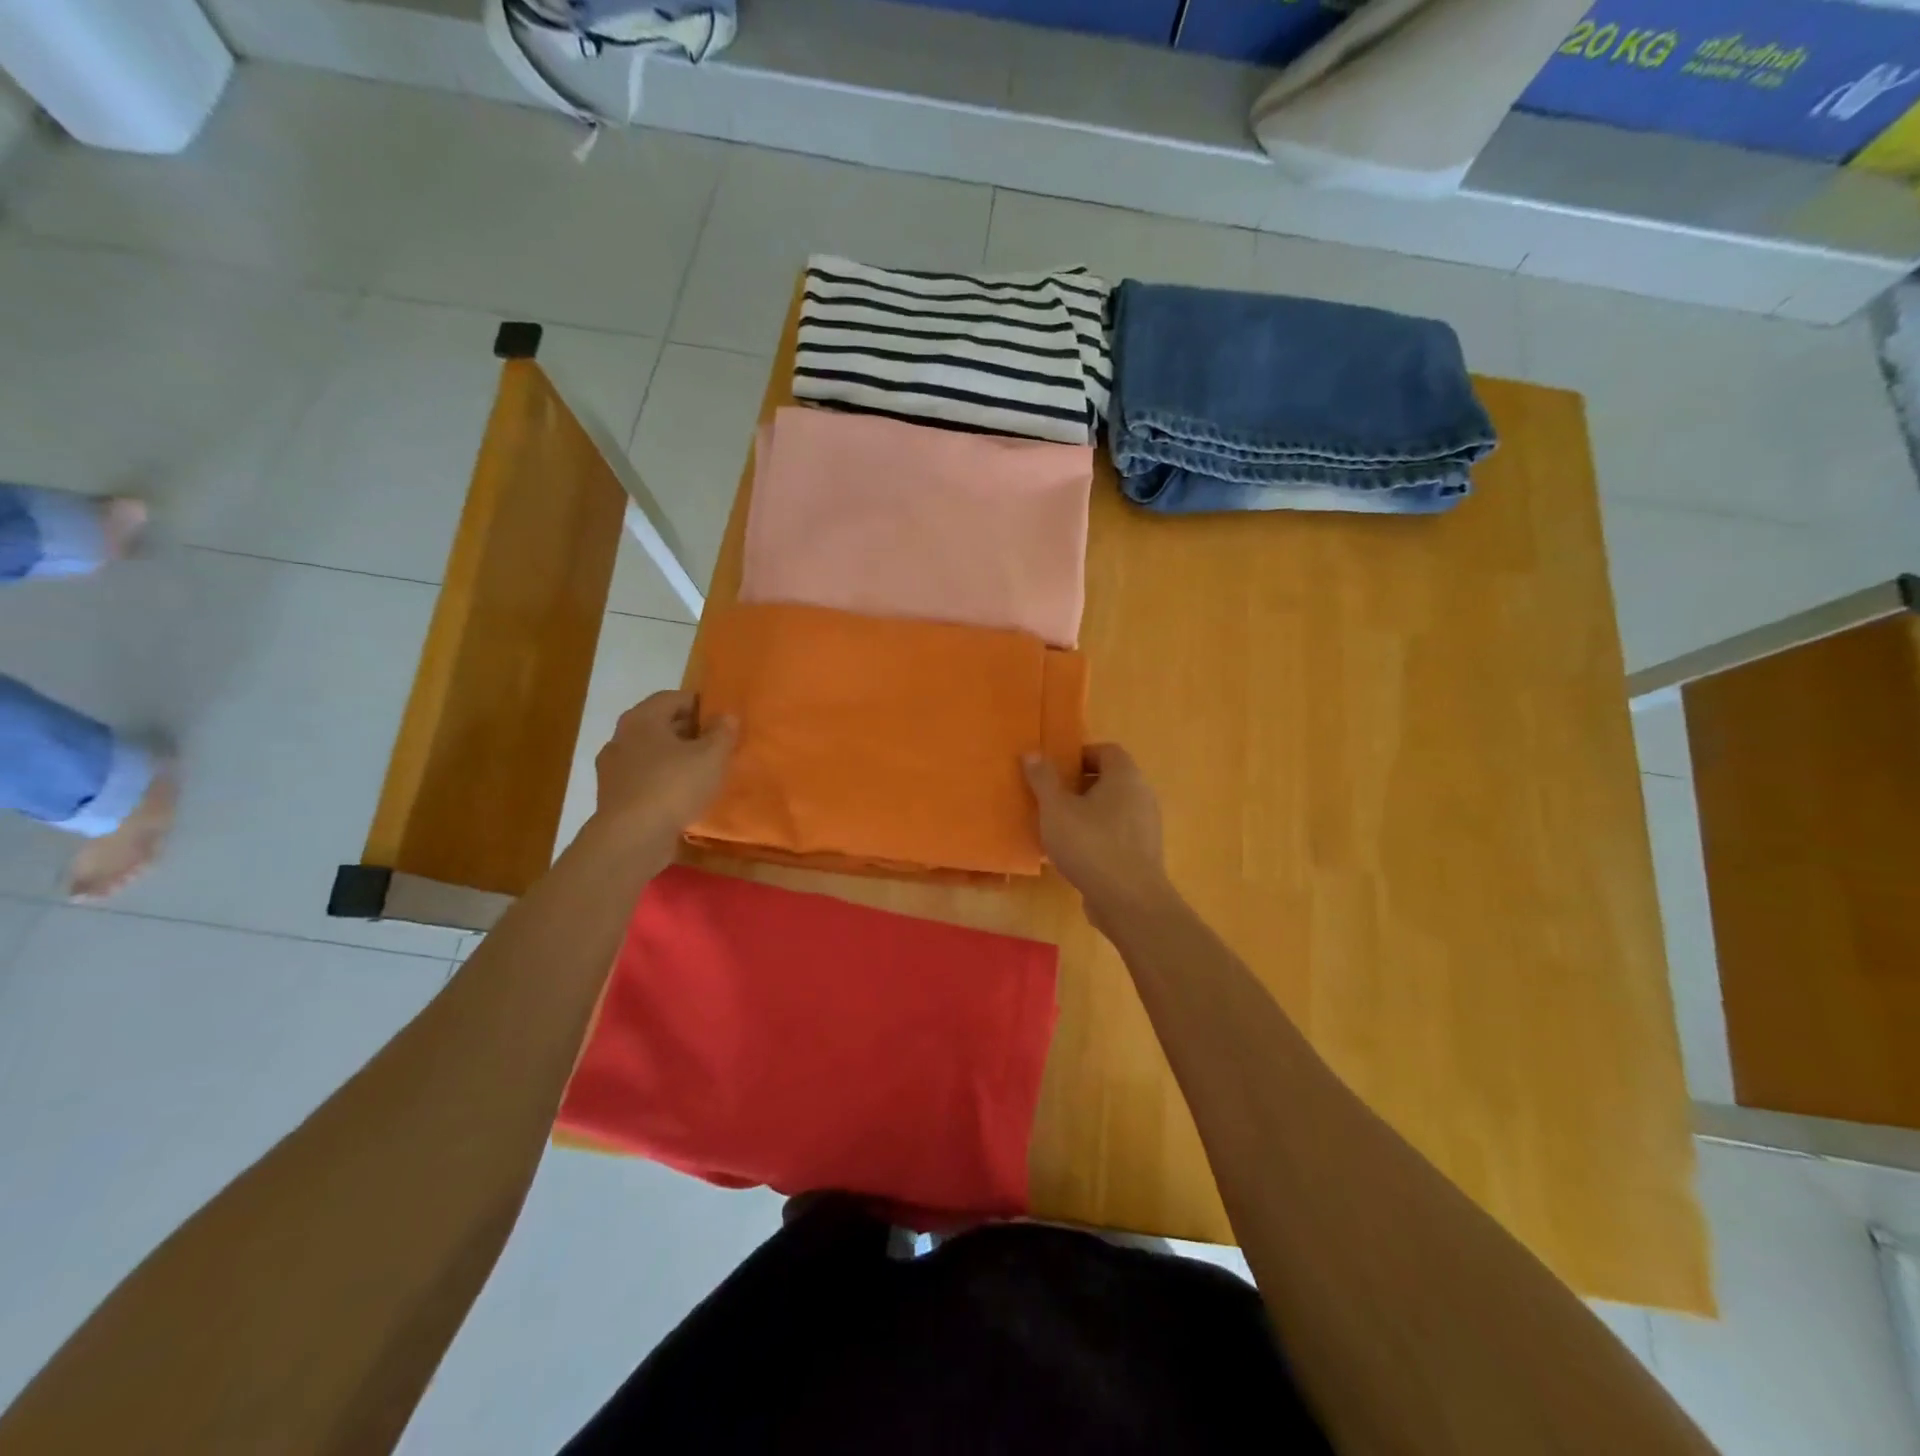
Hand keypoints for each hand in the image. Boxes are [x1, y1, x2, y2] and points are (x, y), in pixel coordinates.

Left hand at [591, 690, 736, 862]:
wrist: (632, 838)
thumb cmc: (674, 786)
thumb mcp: (711, 757)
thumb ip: (722, 733)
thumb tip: (727, 716)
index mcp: (642, 719)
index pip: (673, 698)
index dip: (700, 704)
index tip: (722, 718)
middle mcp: (621, 737)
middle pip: (660, 724)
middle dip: (689, 732)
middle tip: (717, 744)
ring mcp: (613, 769)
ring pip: (651, 753)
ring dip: (675, 758)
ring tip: (703, 771)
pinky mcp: (614, 796)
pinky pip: (644, 778)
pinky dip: (663, 780)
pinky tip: (683, 795)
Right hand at [1022, 743, 1170, 920]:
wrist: (1129, 900)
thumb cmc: (1090, 844)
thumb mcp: (1056, 809)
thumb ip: (1043, 780)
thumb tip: (1032, 753)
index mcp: (1125, 776)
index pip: (1106, 751)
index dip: (1079, 756)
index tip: (1055, 772)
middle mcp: (1142, 795)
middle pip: (1110, 779)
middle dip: (1080, 785)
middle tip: (1052, 798)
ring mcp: (1146, 826)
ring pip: (1113, 808)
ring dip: (1087, 812)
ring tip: (1059, 827)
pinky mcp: (1143, 853)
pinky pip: (1117, 833)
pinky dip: (1098, 835)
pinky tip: (1075, 853)